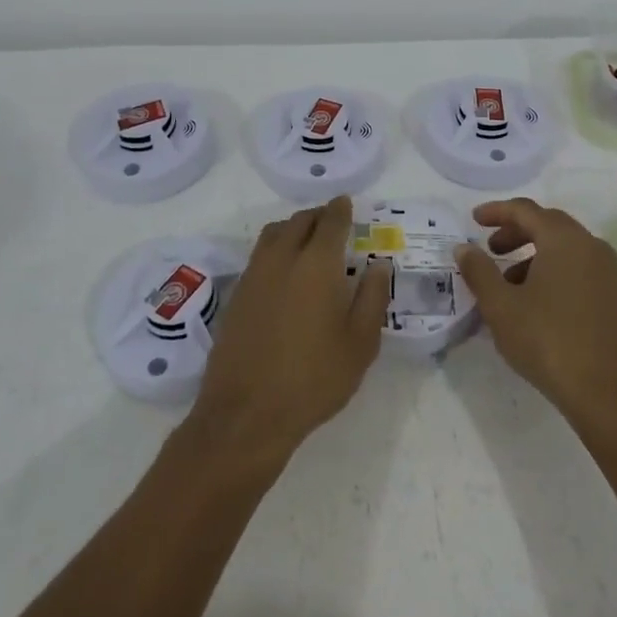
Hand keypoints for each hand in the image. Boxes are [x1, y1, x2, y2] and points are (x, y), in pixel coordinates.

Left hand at [190, 196, 389, 465]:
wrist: (247, 413)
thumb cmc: (314, 379)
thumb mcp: (360, 343)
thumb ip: (373, 297)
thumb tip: (379, 264)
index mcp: (317, 264)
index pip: (330, 221)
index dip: (341, 209)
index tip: (347, 203)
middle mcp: (282, 258)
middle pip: (300, 221)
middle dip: (318, 215)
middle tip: (333, 222)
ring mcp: (254, 275)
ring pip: (274, 233)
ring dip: (293, 227)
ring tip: (308, 241)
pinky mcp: (237, 294)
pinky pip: (259, 255)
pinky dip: (275, 248)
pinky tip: (285, 271)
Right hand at [455, 198, 616, 424]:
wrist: (604, 392)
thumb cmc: (547, 340)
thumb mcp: (500, 305)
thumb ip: (478, 271)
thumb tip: (464, 248)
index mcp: (563, 239)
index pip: (525, 210)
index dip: (496, 211)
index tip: (473, 219)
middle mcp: (589, 245)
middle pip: (546, 223)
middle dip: (514, 230)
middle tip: (489, 247)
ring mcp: (604, 270)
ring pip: (562, 246)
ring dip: (530, 253)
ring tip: (505, 280)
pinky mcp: (610, 293)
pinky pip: (575, 264)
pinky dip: (549, 268)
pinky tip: (531, 299)